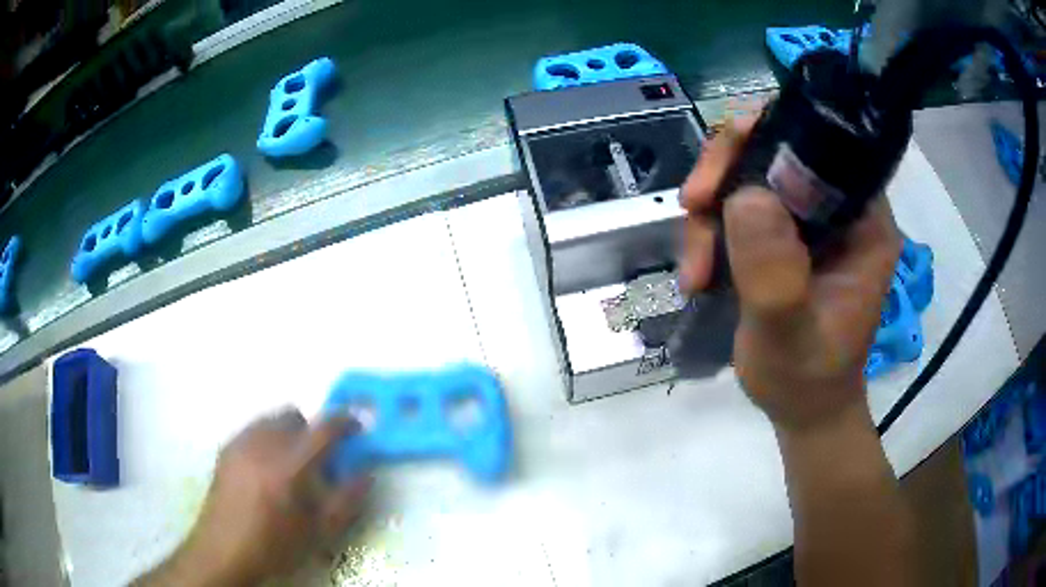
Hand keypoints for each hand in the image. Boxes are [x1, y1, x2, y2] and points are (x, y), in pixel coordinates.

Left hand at [143, 409, 371, 585]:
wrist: (225, 550)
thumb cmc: (276, 545)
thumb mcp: (320, 532)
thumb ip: (348, 499)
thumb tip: (366, 472)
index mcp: (290, 466)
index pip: (324, 428)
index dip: (346, 421)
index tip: (357, 427)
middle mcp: (263, 443)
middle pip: (295, 415)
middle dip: (312, 430)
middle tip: (317, 460)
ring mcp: (241, 442)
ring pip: (272, 419)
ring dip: (289, 434)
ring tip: (289, 467)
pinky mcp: (226, 447)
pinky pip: (254, 429)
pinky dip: (268, 439)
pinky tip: (265, 471)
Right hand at [679, 118, 900, 431]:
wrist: (801, 408)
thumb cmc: (807, 380)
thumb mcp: (790, 337)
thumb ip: (774, 275)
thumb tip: (744, 196)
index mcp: (864, 220)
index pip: (821, 144)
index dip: (769, 136)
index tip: (722, 168)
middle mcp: (839, 208)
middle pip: (775, 149)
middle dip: (726, 174)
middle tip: (693, 208)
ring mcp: (808, 220)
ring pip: (747, 177)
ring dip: (709, 214)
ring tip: (695, 273)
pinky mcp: (781, 235)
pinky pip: (736, 207)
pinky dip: (708, 233)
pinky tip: (697, 275)